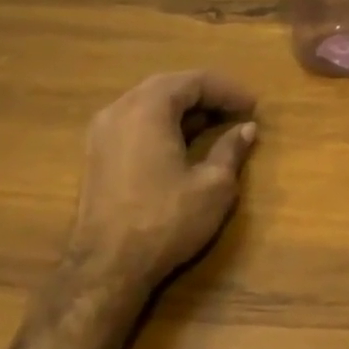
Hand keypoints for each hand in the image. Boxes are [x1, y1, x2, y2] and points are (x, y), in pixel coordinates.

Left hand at [62, 70, 259, 293]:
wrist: (106, 268)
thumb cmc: (165, 220)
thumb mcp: (213, 185)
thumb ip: (231, 149)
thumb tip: (246, 129)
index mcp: (148, 109)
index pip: (194, 81)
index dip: (227, 89)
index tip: (253, 105)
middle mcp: (119, 110)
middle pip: (168, 85)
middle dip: (206, 94)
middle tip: (236, 109)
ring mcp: (101, 132)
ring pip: (148, 102)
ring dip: (183, 107)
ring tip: (214, 122)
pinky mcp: (96, 154)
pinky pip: (134, 121)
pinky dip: (162, 122)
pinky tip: (182, 141)